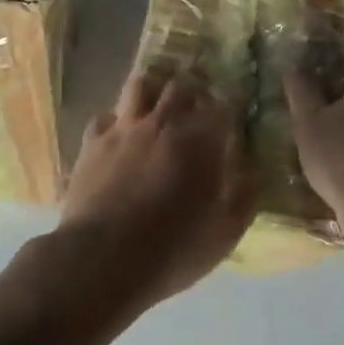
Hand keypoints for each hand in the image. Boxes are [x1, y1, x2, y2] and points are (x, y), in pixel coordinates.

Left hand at [60, 72, 257, 306]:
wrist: (102, 259)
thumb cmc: (172, 248)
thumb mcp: (225, 233)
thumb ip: (244, 196)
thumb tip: (252, 172)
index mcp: (201, 140)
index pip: (224, 106)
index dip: (231, 110)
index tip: (233, 122)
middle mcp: (164, 122)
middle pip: (182, 86)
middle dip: (193, 93)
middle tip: (197, 110)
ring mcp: (124, 128)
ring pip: (140, 85)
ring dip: (153, 91)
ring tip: (158, 107)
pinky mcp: (92, 142)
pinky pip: (105, 116)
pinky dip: (116, 121)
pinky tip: (119, 136)